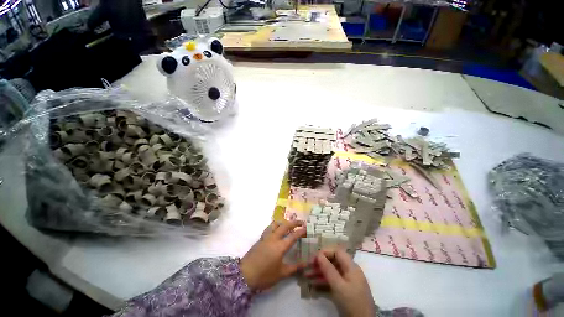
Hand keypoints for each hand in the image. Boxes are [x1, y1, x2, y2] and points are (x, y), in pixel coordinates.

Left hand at [240, 220, 305, 291]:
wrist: (245, 275)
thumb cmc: (265, 275)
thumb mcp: (281, 274)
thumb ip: (295, 268)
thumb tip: (306, 264)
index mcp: (280, 246)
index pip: (293, 236)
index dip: (301, 231)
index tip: (307, 228)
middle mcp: (274, 238)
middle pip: (285, 225)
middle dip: (294, 222)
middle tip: (301, 222)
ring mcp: (266, 237)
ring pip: (275, 223)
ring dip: (283, 222)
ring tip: (288, 225)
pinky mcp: (260, 238)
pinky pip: (269, 227)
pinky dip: (275, 225)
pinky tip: (276, 230)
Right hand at [306, 248, 375, 316]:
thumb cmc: (352, 302)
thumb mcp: (339, 286)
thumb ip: (328, 269)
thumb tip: (318, 254)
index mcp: (351, 267)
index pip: (337, 252)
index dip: (325, 252)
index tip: (314, 257)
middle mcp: (349, 271)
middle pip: (333, 262)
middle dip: (320, 263)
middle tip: (308, 266)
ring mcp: (347, 281)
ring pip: (331, 272)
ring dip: (319, 273)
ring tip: (307, 275)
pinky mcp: (344, 291)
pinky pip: (332, 282)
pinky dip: (323, 282)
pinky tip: (313, 285)